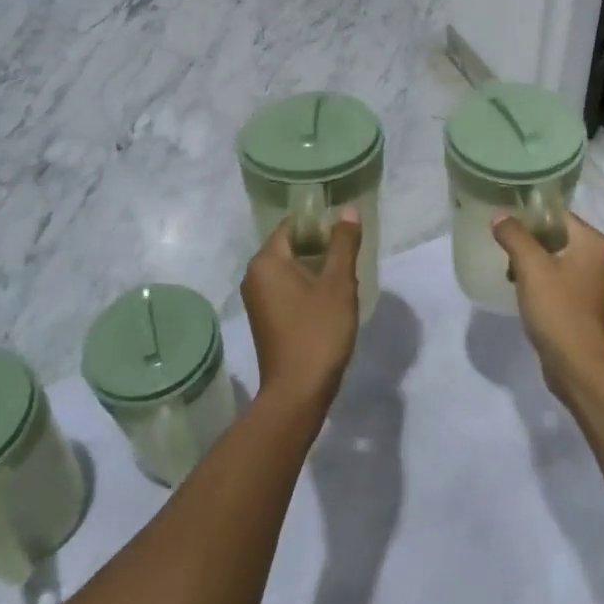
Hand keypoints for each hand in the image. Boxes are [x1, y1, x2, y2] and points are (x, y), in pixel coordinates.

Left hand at [241, 208, 361, 411]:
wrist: (297, 392)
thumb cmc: (318, 332)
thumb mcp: (338, 284)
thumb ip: (343, 244)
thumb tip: (347, 210)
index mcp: (266, 261)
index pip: (293, 225)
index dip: (321, 225)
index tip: (346, 236)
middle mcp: (254, 276)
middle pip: (292, 246)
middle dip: (322, 249)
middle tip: (349, 261)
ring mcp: (257, 299)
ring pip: (291, 269)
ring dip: (317, 270)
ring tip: (344, 281)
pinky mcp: (265, 319)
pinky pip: (287, 289)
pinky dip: (307, 288)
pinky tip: (330, 302)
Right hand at [492, 212, 603, 399]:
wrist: (580, 367)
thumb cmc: (559, 310)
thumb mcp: (531, 268)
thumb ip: (514, 236)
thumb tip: (500, 216)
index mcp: (593, 243)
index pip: (557, 214)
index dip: (529, 216)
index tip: (503, 224)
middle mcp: (598, 258)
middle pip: (555, 236)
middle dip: (527, 243)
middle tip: (503, 251)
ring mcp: (592, 283)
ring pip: (554, 260)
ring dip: (530, 264)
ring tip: (509, 275)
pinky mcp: (582, 304)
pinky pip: (557, 281)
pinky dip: (539, 282)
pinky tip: (522, 293)